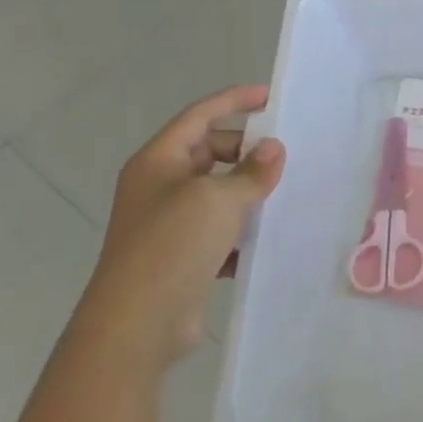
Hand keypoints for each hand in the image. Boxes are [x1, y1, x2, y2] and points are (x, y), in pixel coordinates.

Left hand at [79, 86, 285, 370]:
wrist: (137, 324)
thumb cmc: (172, 245)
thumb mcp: (219, 199)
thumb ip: (251, 171)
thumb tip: (273, 149)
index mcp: (158, 162)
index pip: (199, 116)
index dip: (233, 101)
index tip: (270, 97)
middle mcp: (159, 187)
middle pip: (209, 153)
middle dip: (245, 152)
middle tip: (283, 157)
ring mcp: (168, 224)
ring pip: (217, 193)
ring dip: (248, 192)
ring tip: (285, 194)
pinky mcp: (181, 256)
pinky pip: (218, 230)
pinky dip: (241, 229)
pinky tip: (267, 238)